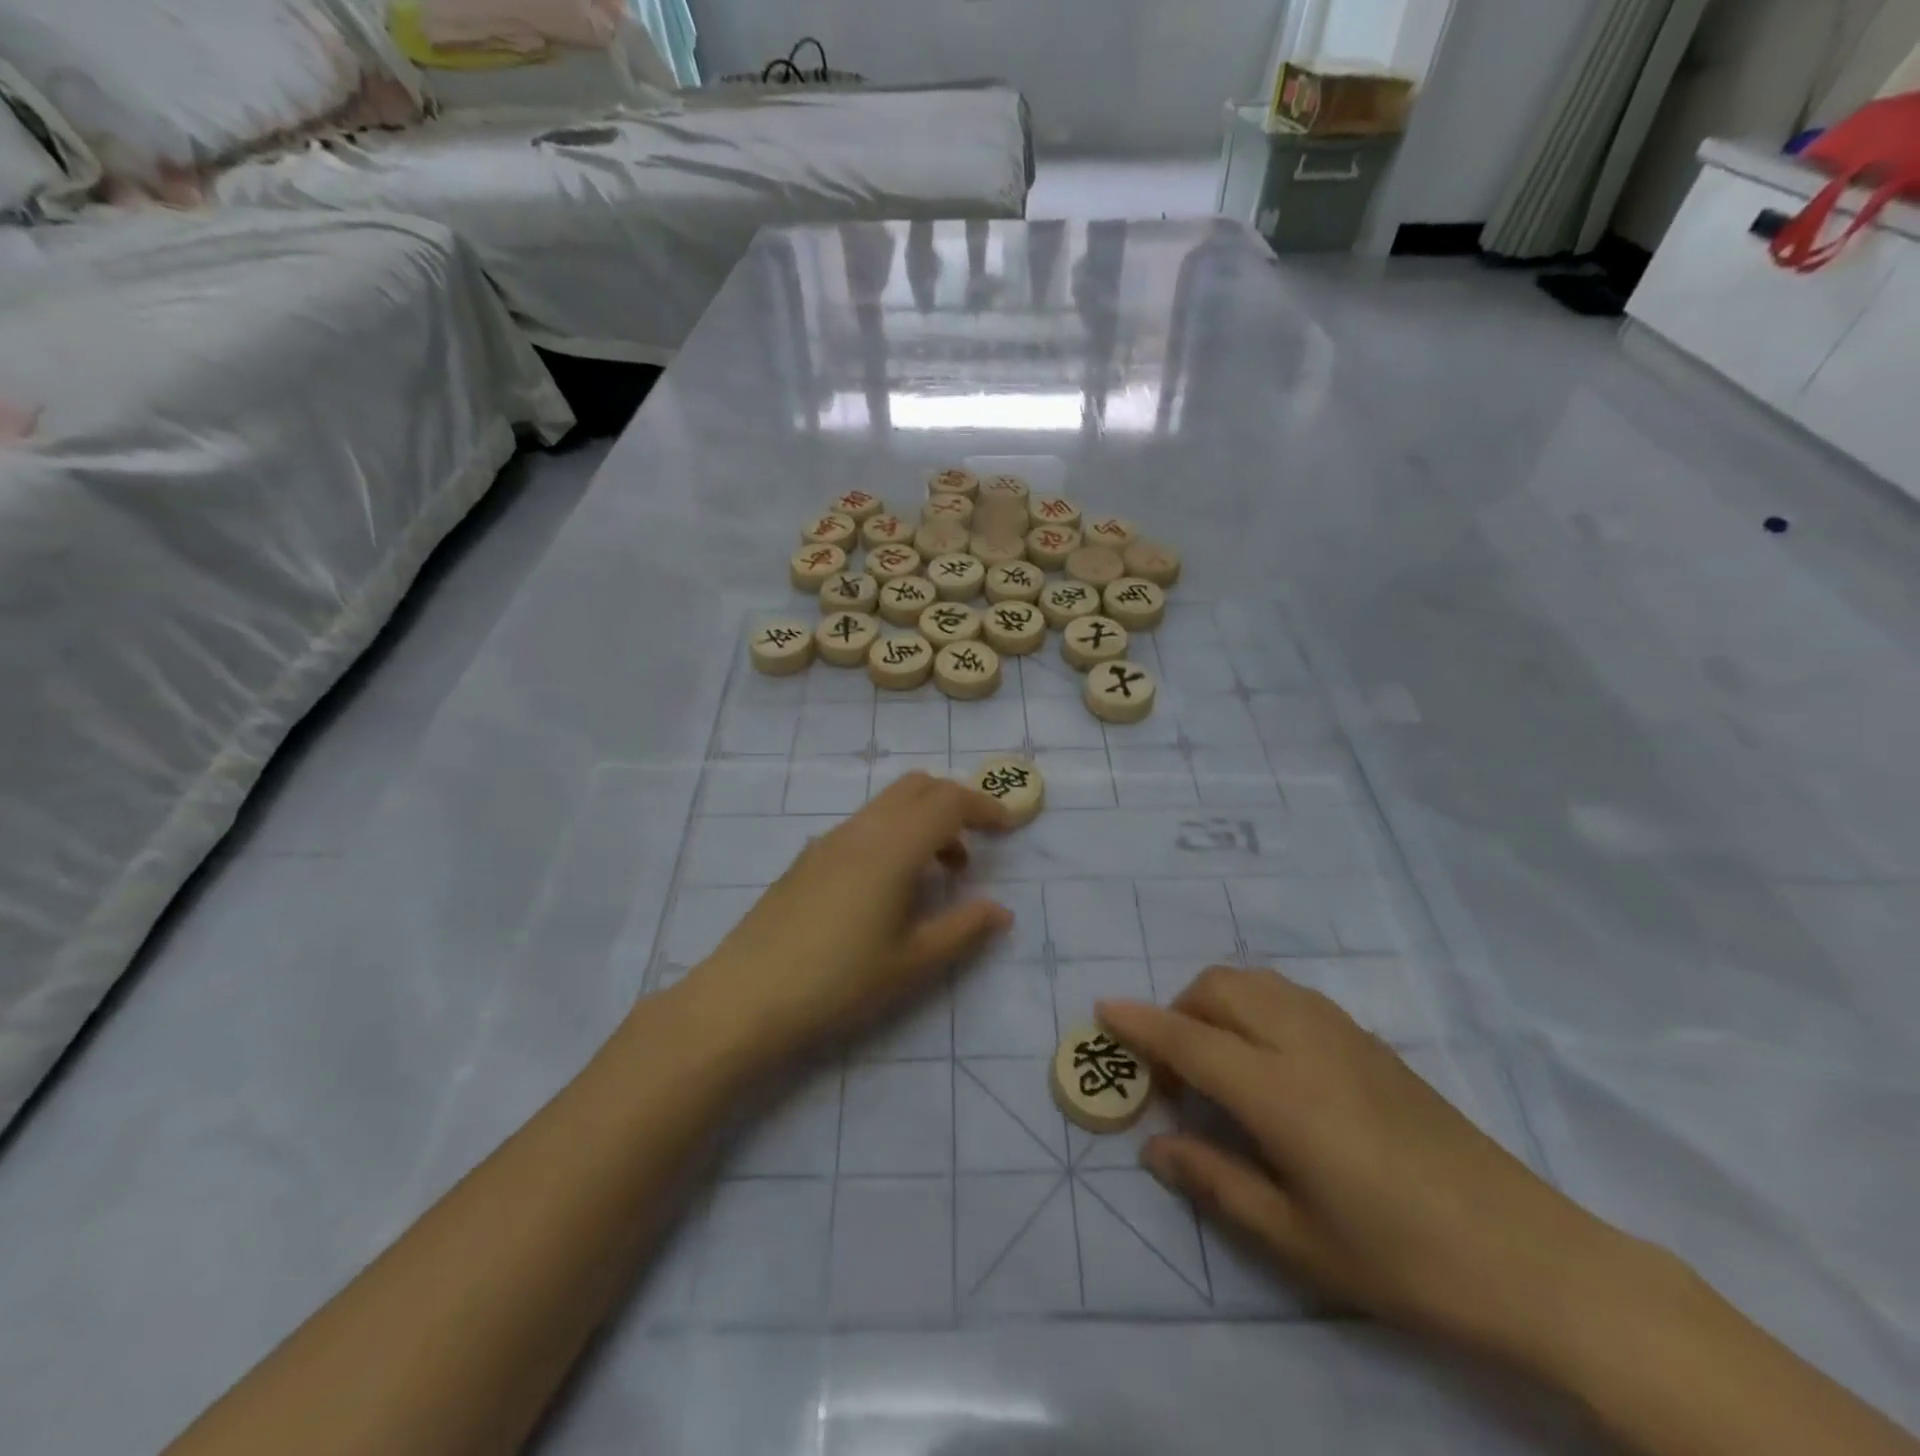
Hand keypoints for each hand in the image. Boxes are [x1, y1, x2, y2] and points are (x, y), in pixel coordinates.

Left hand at [689, 773, 1013, 1061]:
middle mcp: (862, 830)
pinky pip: (864, 826)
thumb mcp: (912, 963)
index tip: (1009, 828)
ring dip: (923, 820)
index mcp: (893, 847)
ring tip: (940, 872)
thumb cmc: (839, 981)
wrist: (746, 996)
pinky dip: (893, 834)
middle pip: (918, 787)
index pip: (949, 801)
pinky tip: (890, 886)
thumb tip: (1000, 909)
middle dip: (955, 802)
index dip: (985, 807)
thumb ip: (963, 929)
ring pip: (888, 805)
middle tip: (978, 841)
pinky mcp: (808, 858)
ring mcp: (829, 840)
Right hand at [1100, 968, 1639, 1370]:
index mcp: (1279, 1093)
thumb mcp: (1296, 1240)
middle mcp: (1303, 1043)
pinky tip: (1266, 1055)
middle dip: (1177, 1009)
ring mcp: (1341, 1034)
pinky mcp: (1368, 1040)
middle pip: (1218, 990)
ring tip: (1214, 1056)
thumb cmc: (1402, 1259)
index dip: (1141, 1023)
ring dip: (1216, 1001)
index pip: (1189, 1040)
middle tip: (1171, 1069)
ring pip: (1254, 981)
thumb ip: (1215, 1182)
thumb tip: (1155, 1147)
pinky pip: (1288, 994)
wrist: (1530, 1256)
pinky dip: (1254, 1003)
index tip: (1103, 1010)